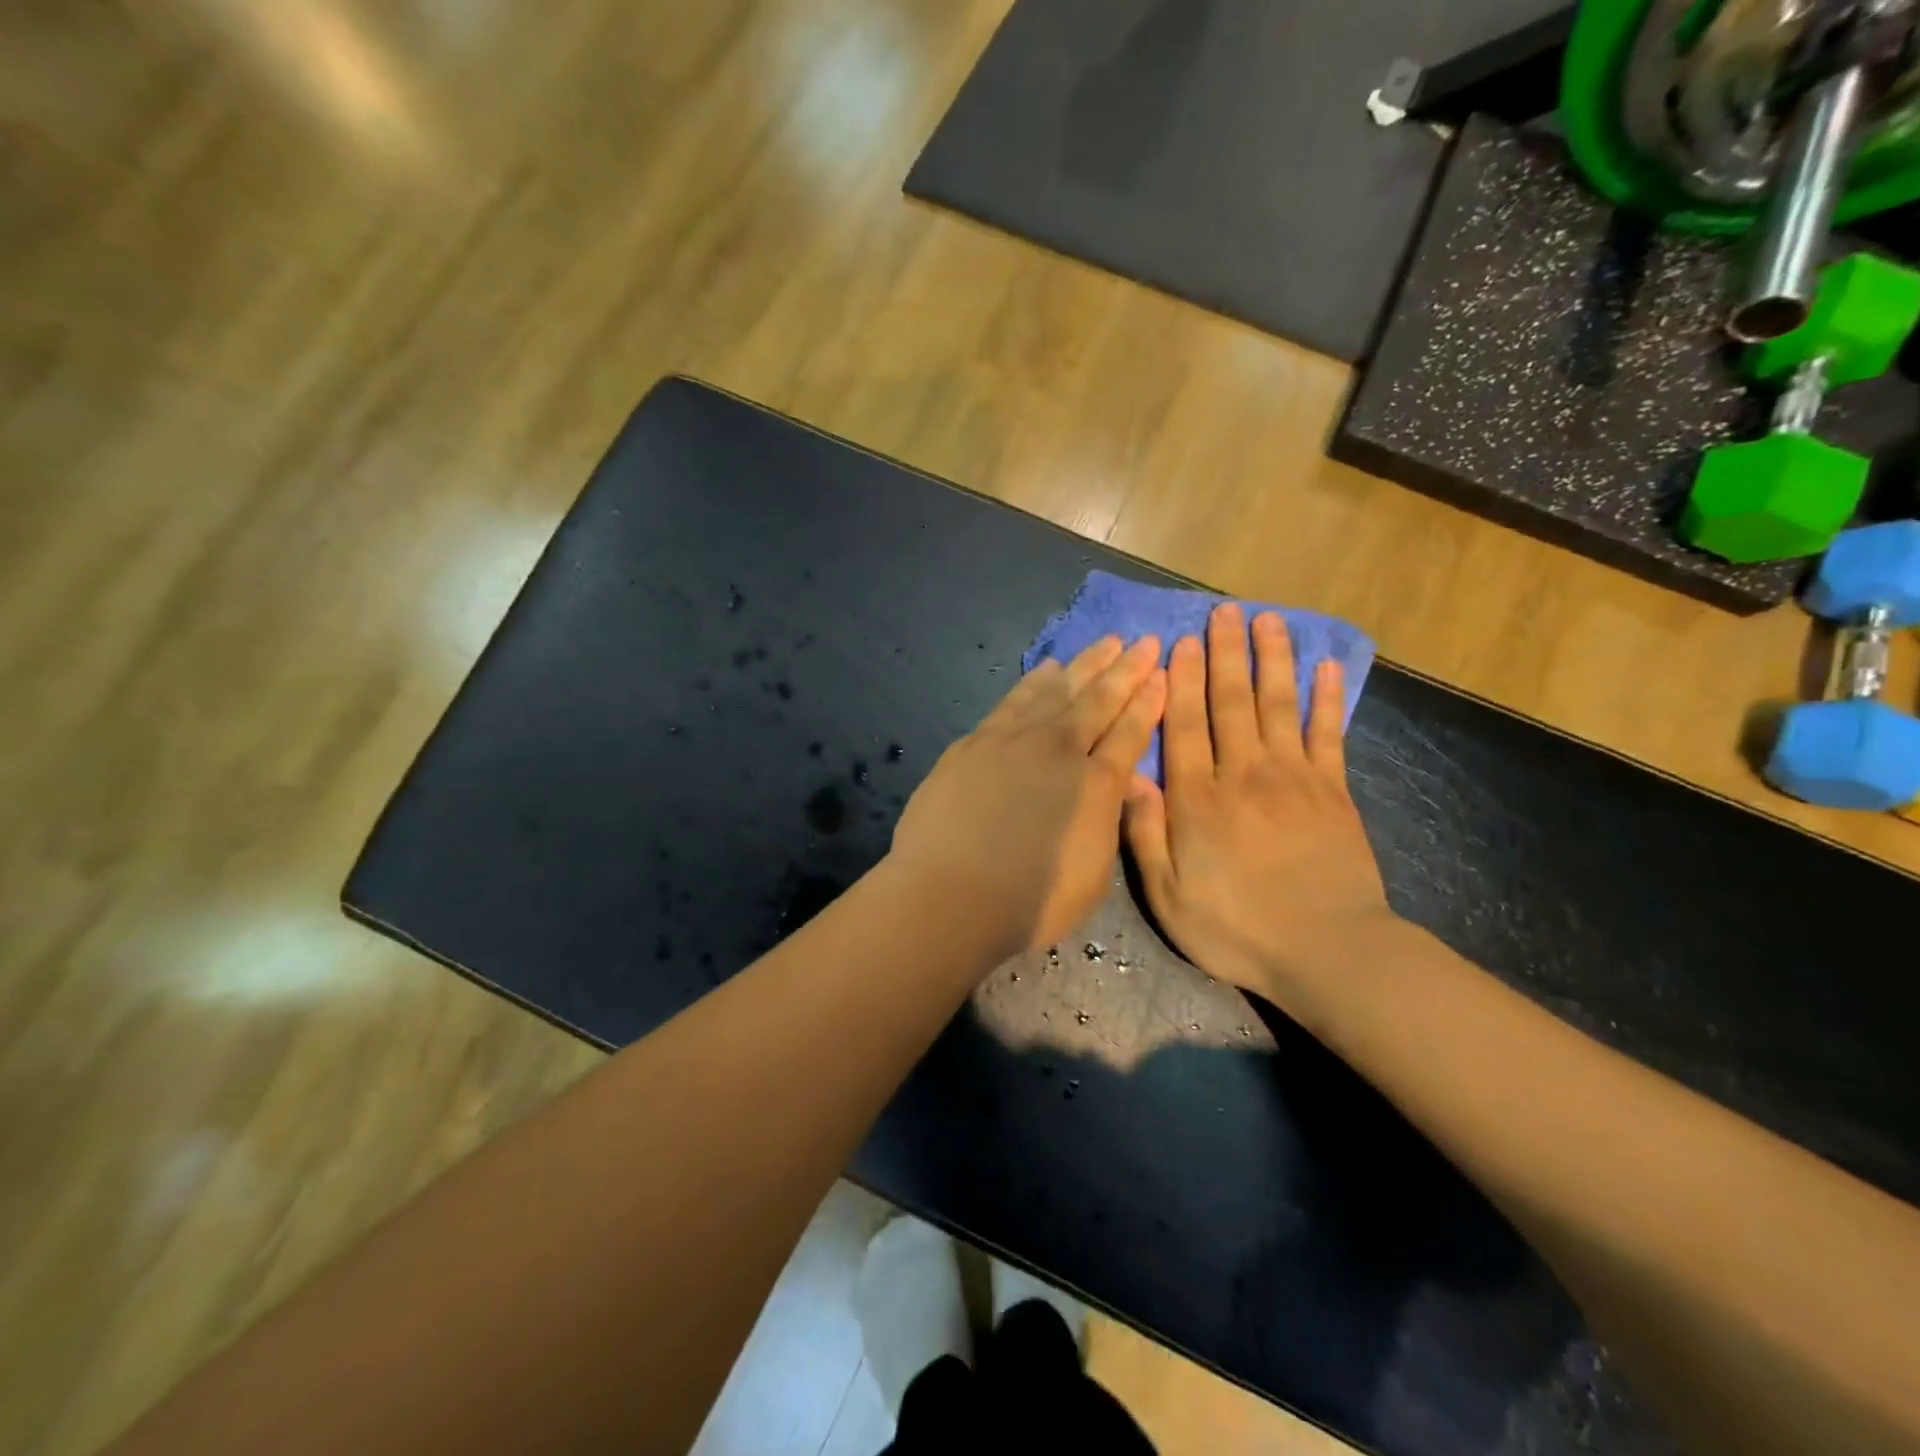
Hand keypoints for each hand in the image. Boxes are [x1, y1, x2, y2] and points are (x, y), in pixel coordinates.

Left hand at [890, 635, 1165, 956]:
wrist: (949, 895)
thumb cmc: (1028, 901)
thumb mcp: (1093, 875)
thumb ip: (1110, 821)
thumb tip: (1126, 782)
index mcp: (1096, 784)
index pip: (1130, 732)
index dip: (1148, 701)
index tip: (1162, 673)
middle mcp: (1058, 750)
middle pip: (1098, 700)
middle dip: (1125, 669)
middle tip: (1143, 640)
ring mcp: (1013, 740)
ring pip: (1056, 690)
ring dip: (1084, 664)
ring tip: (1105, 643)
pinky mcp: (975, 742)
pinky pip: (1014, 700)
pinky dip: (1035, 681)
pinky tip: (1047, 668)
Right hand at [1124, 604, 1392, 1000]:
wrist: (1328, 952)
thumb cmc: (1237, 928)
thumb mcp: (1169, 896)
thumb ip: (1146, 834)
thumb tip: (1130, 777)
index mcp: (1198, 799)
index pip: (1185, 725)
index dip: (1180, 681)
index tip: (1179, 642)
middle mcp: (1243, 774)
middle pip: (1231, 702)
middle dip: (1225, 653)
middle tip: (1223, 611)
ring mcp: (1294, 778)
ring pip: (1278, 705)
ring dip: (1272, 659)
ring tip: (1268, 620)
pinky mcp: (1333, 791)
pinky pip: (1328, 734)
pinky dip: (1327, 698)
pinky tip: (1325, 667)